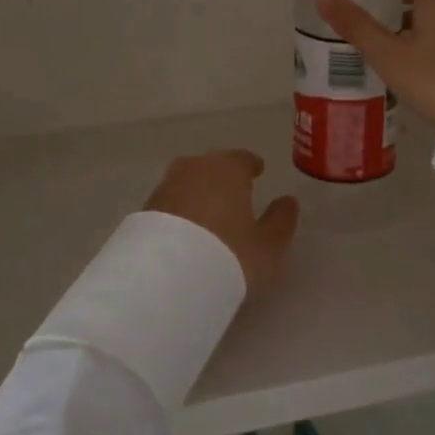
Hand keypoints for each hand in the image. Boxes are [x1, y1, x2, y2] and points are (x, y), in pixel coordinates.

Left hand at [144, 150, 299, 289]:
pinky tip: (186, 228)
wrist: (167, 276)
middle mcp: (193, 168)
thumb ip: (281, 220)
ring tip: (209, 213)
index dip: (251, 165)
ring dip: (199, 192)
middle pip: (212, 166)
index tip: (257, 171)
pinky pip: (171, 201)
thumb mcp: (267, 244)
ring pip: (188, 182)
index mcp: (227, 168)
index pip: (242, 159)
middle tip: (234, 192)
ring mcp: (166, 185)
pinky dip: (181, 209)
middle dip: (223, 176)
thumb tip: (288, 201)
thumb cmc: (229, 253)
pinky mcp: (145, 207)